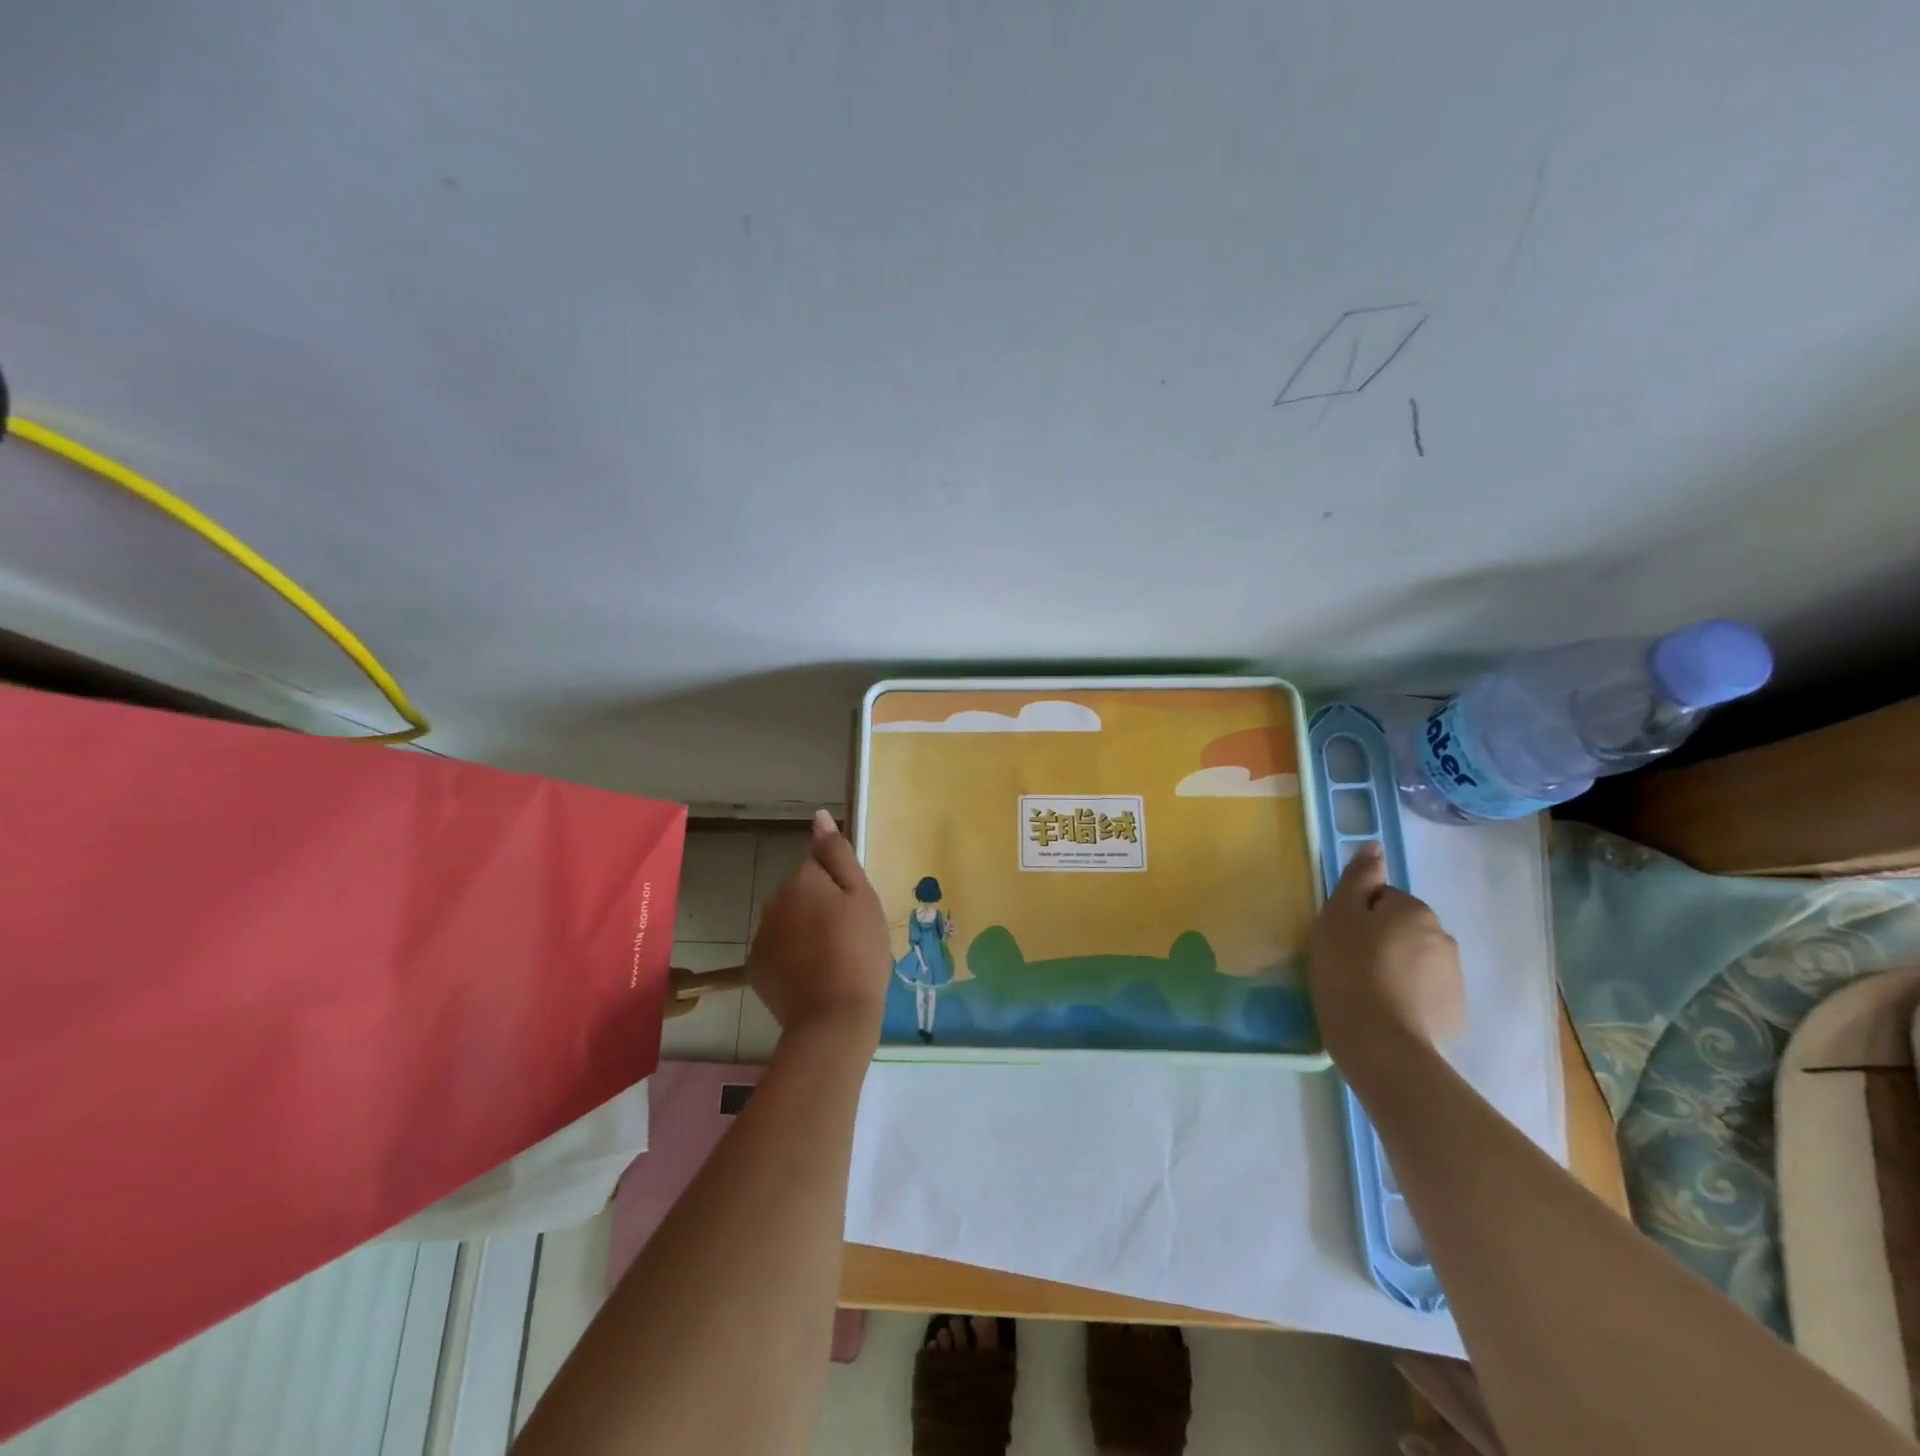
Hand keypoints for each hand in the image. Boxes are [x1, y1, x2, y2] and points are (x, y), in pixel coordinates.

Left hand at [746, 810, 892, 1047]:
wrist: (834, 1018)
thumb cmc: (859, 951)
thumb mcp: (862, 897)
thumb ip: (837, 854)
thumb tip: (819, 817)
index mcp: (802, 880)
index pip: (820, 865)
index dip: (841, 887)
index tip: (855, 913)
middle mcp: (774, 901)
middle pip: (802, 892)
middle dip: (821, 906)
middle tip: (849, 936)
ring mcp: (762, 935)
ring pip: (789, 920)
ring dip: (806, 930)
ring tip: (833, 959)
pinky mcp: (756, 966)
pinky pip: (778, 948)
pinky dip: (793, 956)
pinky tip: (813, 976)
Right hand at [1308, 842, 1465, 1064]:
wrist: (1380, 1042)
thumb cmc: (1348, 969)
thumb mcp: (1339, 915)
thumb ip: (1358, 878)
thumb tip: (1374, 846)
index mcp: (1414, 910)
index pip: (1382, 899)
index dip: (1357, 916)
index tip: (1340, 939)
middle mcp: (1443, 937)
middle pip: (1401, 929)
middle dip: (1380, 941)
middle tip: (1349, 964)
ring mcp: (1453, 978)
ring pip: (1414, 960)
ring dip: (1394, 968)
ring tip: (1365, 991)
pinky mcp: (1454, 1013)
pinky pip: (1424, 993)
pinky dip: (1407, 997)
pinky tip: (1385, 1011)